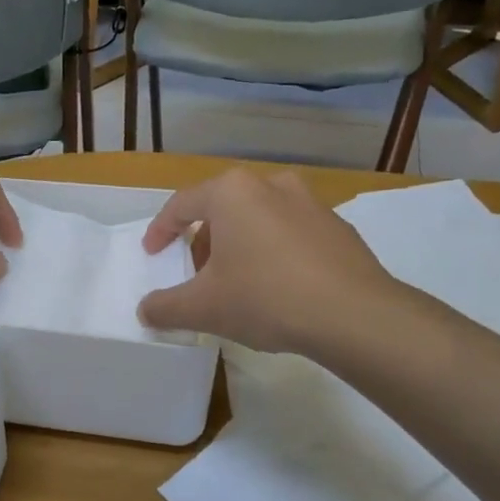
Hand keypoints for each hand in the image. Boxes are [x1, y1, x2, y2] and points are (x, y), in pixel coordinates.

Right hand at [137, 169, 398, 354]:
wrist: (354, 315)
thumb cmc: (265, 298)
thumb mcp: (202, 308)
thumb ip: (165, 307)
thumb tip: (145, 311)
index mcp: (232, 193)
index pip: (181, 205)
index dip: (160, 231)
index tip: (153, 254)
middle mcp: (271, 185)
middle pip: (222, 209)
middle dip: (204, 241)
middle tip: (196, 273)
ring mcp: (311, 203)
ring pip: (259, 219)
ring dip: (240, 245)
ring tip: (237, 282)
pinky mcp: (338, 228)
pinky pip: (291, 234)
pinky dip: (274, 253)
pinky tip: (277, 288)